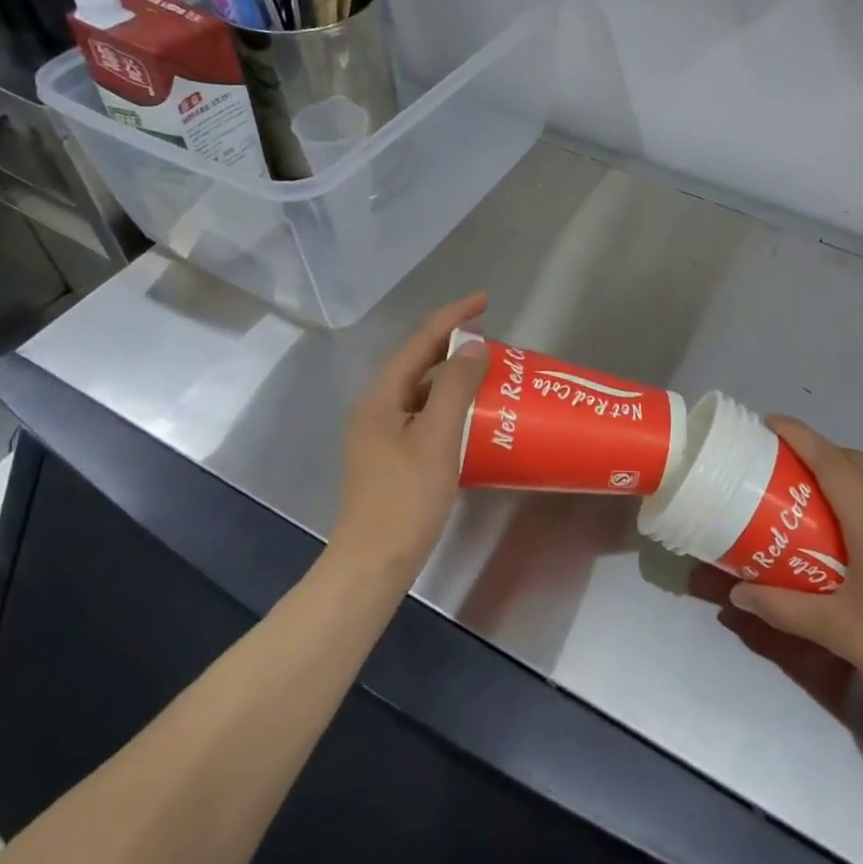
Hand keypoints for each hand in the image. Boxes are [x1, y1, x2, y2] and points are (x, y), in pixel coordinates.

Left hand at [330, 294, 490, 586]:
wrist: (373, 563)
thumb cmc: (405, 499)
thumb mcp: (436, 439)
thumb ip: (455, 389)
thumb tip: (473, 346)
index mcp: (381, 398)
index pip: (419, 343)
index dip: (452, 317)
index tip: (484, 300)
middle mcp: (376, 409)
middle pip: (417, 364)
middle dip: (451, 344)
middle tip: (489, 334)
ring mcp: (381, 435)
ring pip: (420, 391)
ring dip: (451, 376)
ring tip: (485, 370)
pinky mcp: (391, 458)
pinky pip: (423, 416)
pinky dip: (447, 406)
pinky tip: (470, 416)